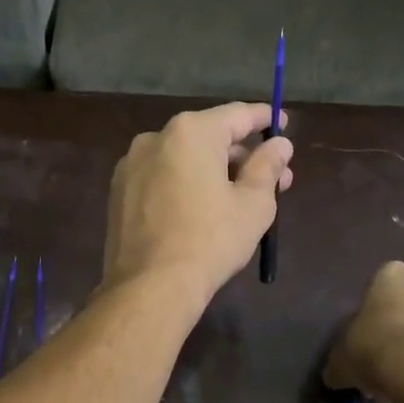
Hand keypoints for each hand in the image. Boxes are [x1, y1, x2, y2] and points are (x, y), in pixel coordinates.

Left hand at [103, 102, 294, 308]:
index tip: (284, 125)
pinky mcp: (119, 192)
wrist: (149, 287)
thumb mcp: (252, 204)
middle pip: (209, 137)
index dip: (265, 119)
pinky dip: (185, 184)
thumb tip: (279, 144)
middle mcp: (155, 138)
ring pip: (183, 158)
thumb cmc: (210, 241)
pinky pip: (161, 177)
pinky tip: (202, 209)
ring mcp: (131, 165)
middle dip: (243, 155)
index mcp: (190, 132)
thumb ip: (267, 166)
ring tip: (241, 197)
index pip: (238, 115)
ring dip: (214, 171)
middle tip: (275, 178)